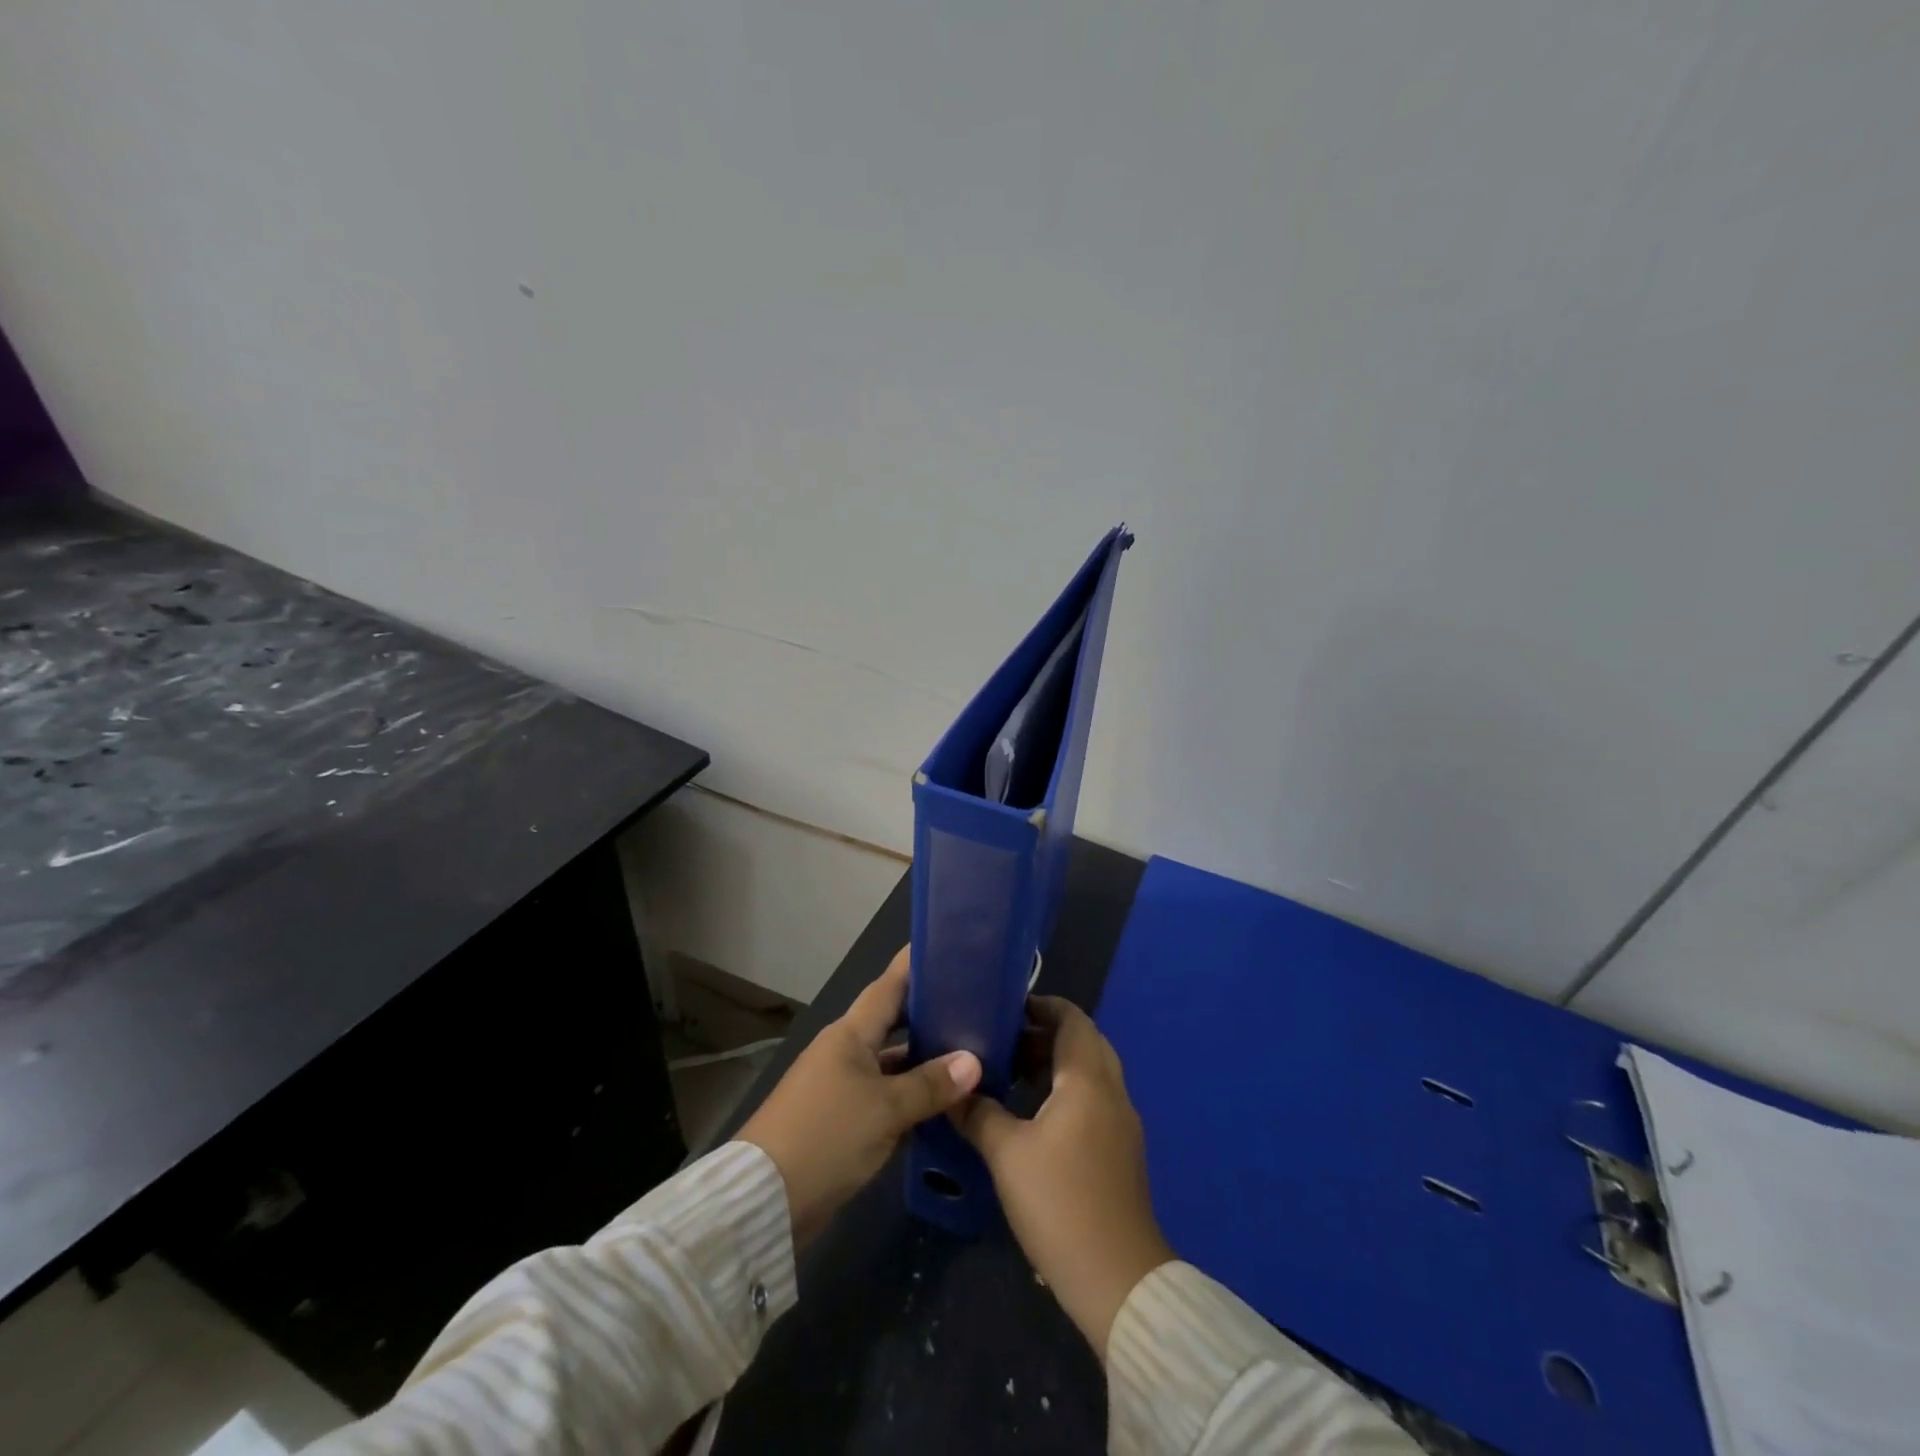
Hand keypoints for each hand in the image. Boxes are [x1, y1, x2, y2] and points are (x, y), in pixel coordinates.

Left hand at [739, 947, 981, 1245]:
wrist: (765, 1199)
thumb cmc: (827, 1135)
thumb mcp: (885, 1109)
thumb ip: (930, 1084)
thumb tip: (974, 1061)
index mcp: (850, 1034)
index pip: (888, 987)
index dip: (914, 965)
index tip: (944, 943)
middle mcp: (844, 1051)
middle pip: (892, 1023)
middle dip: (927, 1013)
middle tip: (972, 1004)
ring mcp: (841, 1086)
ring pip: (891, 1062)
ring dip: (923, 1060)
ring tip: (969, 1053)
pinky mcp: (840, 1120)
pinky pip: (884, 1095)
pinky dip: (910, 1095)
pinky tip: (942, 1102)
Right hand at [952, 996, 1173, 1357]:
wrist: (1118, 1279)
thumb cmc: (1060, 1203)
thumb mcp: (1007, 1155)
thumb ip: (979, 1114)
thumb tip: (954, 1090)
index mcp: (1088, 1080)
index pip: (1072, 1019)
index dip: (1042, 1005)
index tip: (1006, 1007)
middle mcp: (1111, 1091)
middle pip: (1084, 1042)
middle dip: (1045, 1033)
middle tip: (1004, 1039)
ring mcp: (1121, 1123)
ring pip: (1090, 1072)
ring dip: (1055, 1063)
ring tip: (1013, 1072)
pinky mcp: (1121, 1151)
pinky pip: (1094, 1098)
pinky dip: (1066, 1090)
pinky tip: (1035, 1114)